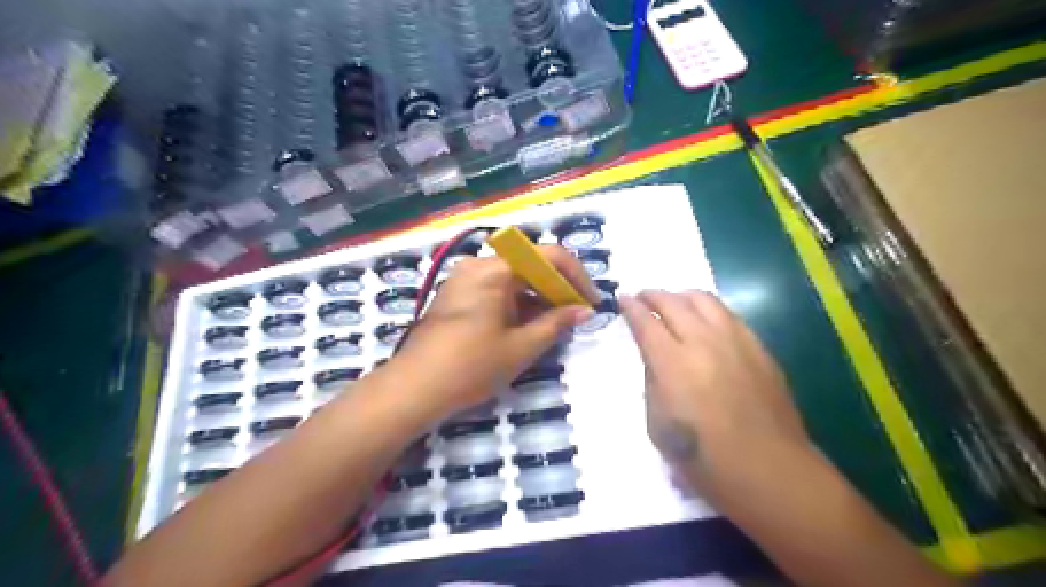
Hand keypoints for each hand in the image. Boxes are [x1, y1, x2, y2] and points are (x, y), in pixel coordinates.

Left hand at [390, 242, 596, 417]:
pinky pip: (496, 289)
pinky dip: (517, 303)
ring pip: (513, 278)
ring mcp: (464, 279)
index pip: (547, 255)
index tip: (590, 301)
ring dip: (537, 296)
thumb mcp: (520, 347)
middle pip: (529, 264)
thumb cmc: (471, 366)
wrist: (414, 388)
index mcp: (495, 269)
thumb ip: (556, 323)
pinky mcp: (457, 295)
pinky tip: (528, 325)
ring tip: (556, 323)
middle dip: (556, 287)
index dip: (575, 276)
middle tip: (576, 314)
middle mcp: (478, 265)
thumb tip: (584, 310)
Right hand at [620, 288, 807, 499]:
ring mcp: (736, 341)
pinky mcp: (759, 348)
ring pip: (704, 300)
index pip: (645, 322)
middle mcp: (703, 342)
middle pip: (673, 302)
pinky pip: (728, 315)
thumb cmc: (704, 458)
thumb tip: (654, 356)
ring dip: (682, 296)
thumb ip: (652, 381)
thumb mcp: (657, 424)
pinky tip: (705, 321)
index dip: (630, 307)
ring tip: (673, 303)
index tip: (621, 299)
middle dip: (652, 295)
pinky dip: (708, 310)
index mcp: (673, 364)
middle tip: (642, 298)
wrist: (769, 470)